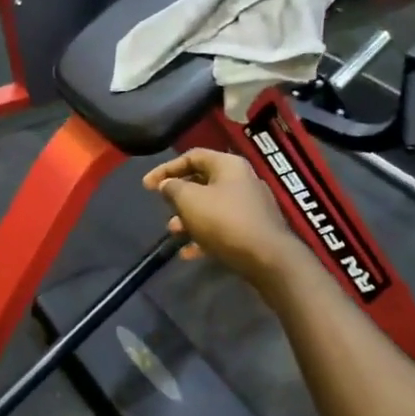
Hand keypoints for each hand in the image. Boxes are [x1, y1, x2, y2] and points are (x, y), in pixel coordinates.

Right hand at [143, 149, 297, 288]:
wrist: (268, 258)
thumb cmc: (225, 221)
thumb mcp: (189, 200)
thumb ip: (173, 188)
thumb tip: (168, 184)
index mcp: (228, 165)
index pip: (192, 156)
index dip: (166, 168)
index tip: (146, 186)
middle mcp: (242, 181)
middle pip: (202, 182)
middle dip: (178, 196)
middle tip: (163, 208)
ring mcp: (250, 206)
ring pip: (211, 207)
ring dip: (189, 218)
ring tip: (173, 232)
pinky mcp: (253, 230)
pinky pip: (222, 228)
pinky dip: (204, 236)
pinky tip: (189, 253)